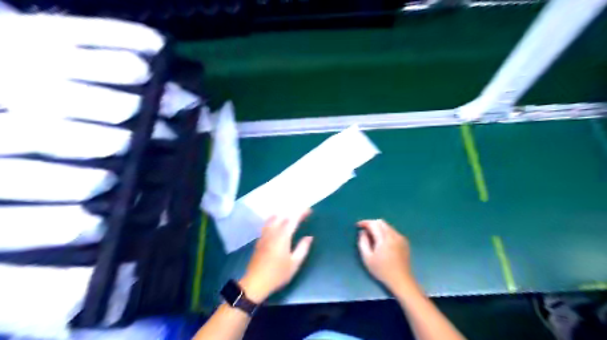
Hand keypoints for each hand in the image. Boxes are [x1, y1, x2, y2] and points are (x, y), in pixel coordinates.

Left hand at [239, 212, 311, 301]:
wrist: (256, 282)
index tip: (309, 211)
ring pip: (273, 219)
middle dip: (293, 213)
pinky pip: (267, 225)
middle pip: (283, 217)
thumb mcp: (294, 264)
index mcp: (283, 237)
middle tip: (302, 214)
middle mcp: (273, 233)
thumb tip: (309, 237)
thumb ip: (302, 248)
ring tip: (289, 215)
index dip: (301, 213)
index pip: (293, 220)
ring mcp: (264, 236)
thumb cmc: (277, 274)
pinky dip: (273, 220)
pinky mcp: (259, 241)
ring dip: (282, 215)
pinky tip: (275, 222)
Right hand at [357, 221, 415, 291]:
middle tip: (364, 230)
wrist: (401, 280)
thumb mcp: (367, 258)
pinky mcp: (405, 242)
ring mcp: (401, 238)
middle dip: (371, 223)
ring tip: (373, 236)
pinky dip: (385, 232)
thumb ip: (363, 243)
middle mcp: (394, 235)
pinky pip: (393, 231)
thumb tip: (363, 232)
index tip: (358, 226)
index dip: (365, 223)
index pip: (374, 224)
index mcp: (384, 239)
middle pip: (381, 222)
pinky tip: (382, 241)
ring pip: (388, 226)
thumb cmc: (382, 271)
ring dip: (379, 227)